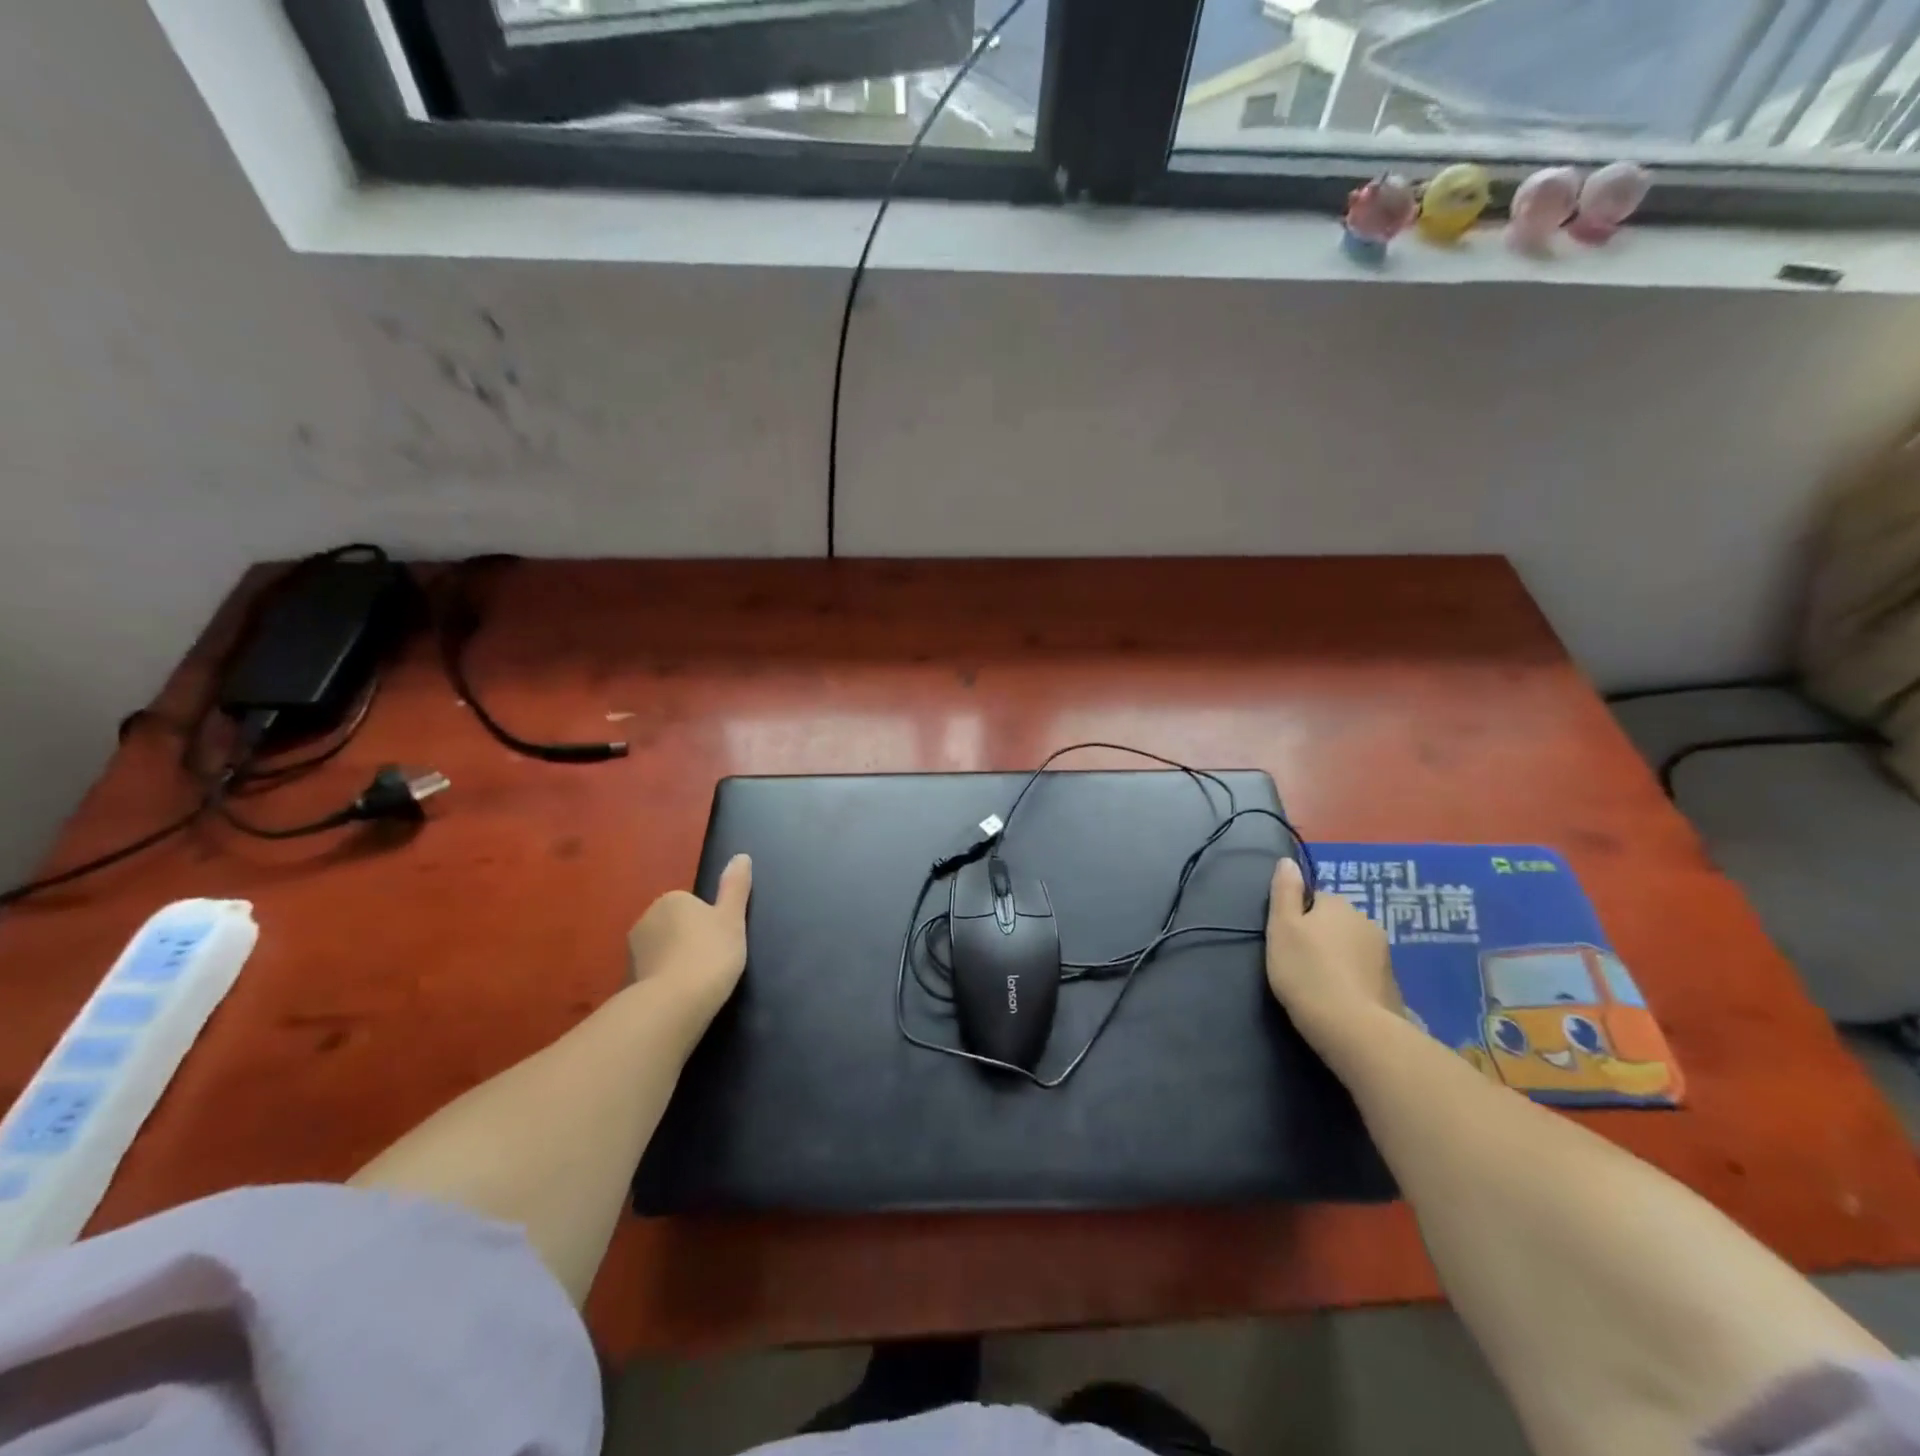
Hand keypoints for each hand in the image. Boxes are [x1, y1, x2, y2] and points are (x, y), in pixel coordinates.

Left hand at [625, 854, 751, 1017]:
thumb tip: (741, 856)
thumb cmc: (710, 953)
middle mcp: (646, 919)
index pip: (693, 905)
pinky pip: (652, 976)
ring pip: (661, 952)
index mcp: (671, 900)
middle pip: (675, 927)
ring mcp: (632, 952)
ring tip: (696, 984)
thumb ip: (735, 887)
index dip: (710, 924)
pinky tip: (679, 999)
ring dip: (675, 963)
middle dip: (689, 941)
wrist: (673, 1004)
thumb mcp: (732, 918)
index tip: (721, 943)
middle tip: (712, 962)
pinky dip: (663, 983)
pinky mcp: (626, 981)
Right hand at [1264, 856, 1401, 1052]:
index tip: (1287, 941)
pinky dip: (1352, 979)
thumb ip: (1285, 892)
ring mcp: (1384, 955)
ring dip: (1338, 958)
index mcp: (1339, 905)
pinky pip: (1364, 972)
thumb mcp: (1281, 927)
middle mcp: (1366, 922)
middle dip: (1321, 936)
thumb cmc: (1306, 971)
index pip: (1314, 898)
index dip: (1298, 917)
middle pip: (1336, 921)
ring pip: (1352, 947)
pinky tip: (1340, 998)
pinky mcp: (1392, 985)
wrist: (1353, 1028)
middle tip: (1299, 963)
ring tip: (1319, 984)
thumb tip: (1288, 861)